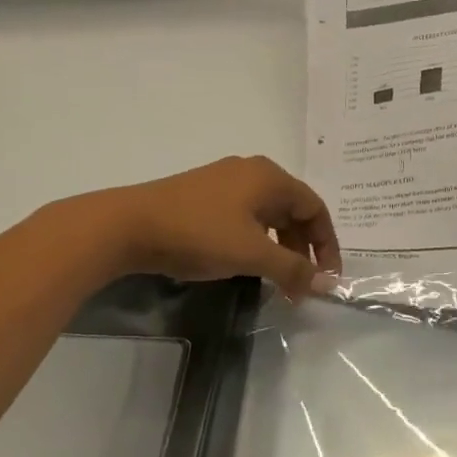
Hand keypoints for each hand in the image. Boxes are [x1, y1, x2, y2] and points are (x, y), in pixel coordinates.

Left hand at [96, 156, 341, 300]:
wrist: (127, 225)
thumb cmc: (199, 234)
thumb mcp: (252, 255)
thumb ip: (292, 268)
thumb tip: (324, 282)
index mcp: (270, 177)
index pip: (315, 208)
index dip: (327, 244)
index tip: (328, 278)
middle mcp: (252, 172)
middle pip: (293, 210)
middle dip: (302, 249)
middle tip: (301, 284)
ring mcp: (224, 181)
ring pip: (267, 215)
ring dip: (279, 248)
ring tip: (277, 280)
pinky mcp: (203, 195)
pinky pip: (245, 216)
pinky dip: (256, 241)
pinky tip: (246, 263)